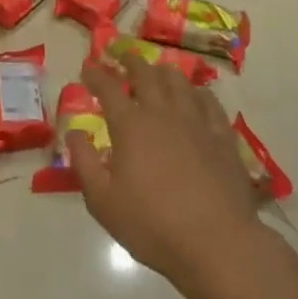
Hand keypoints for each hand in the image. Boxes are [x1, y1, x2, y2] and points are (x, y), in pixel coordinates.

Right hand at [69, 55, 265, 295]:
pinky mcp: (223, 137)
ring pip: (179, 82)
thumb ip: (84, 162)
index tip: (88, 67)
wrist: (217, 243)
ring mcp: (197, 122)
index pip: (108, 88)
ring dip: (163, 71)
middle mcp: (163, 113)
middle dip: (131, 61)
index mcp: (131, 125)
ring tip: (157, 69)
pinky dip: (198, 92)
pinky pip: (210, 102)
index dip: (96, 75)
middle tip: (122, 55)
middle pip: (146, 74)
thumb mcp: (102, 201)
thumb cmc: (152, 225)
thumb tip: (74, 133)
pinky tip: (196, 95)